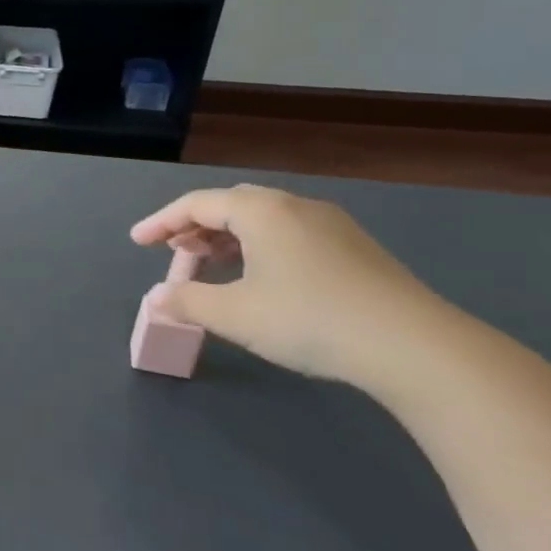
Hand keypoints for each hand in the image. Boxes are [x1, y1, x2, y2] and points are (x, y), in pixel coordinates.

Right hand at [131, 185, 454, 387]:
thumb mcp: (234, 315)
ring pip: (262, 219)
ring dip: (227, 238)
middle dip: (195, 226)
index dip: (161, 222)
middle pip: (230, 205)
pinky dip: (258, 247)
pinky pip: (288, 233)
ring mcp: (330, 225)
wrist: (414, 346)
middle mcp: (295, 206)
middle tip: (174, 253)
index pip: (196, 204)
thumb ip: (187, 301)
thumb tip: (159, 298)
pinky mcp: (354, 248)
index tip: (136, 242)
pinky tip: (258, 278)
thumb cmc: (309, 320)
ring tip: (209, 265)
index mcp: (261, 211)